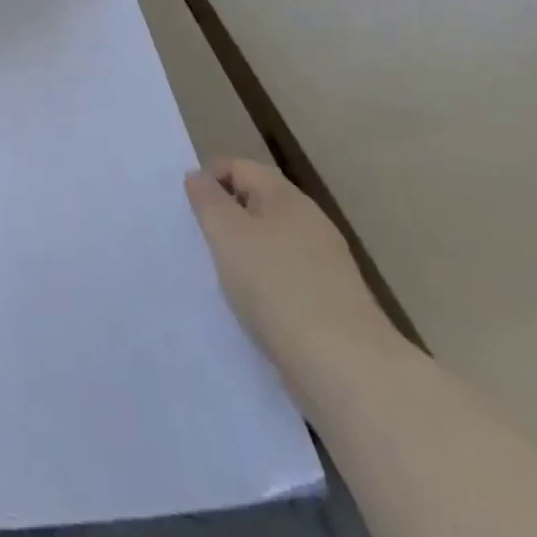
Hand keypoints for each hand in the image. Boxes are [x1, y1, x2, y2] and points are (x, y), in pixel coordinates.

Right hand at [186, 159, 399, 376]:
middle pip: (257, 203)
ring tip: (223, 279)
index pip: (239, 166)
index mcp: (286, 197)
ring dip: (245, 253)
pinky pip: (287, 277)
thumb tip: (198, 177)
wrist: (347, 369)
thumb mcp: (226, 234)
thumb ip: (207, 199)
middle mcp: (310, 222)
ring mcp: (326, 264)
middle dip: (226, 218)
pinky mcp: (333, 302)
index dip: (209, 178)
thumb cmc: (276, 286)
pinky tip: (254, 308)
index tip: (189, 210)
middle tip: (202, 243)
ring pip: (272, 242)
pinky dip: (265, 284)